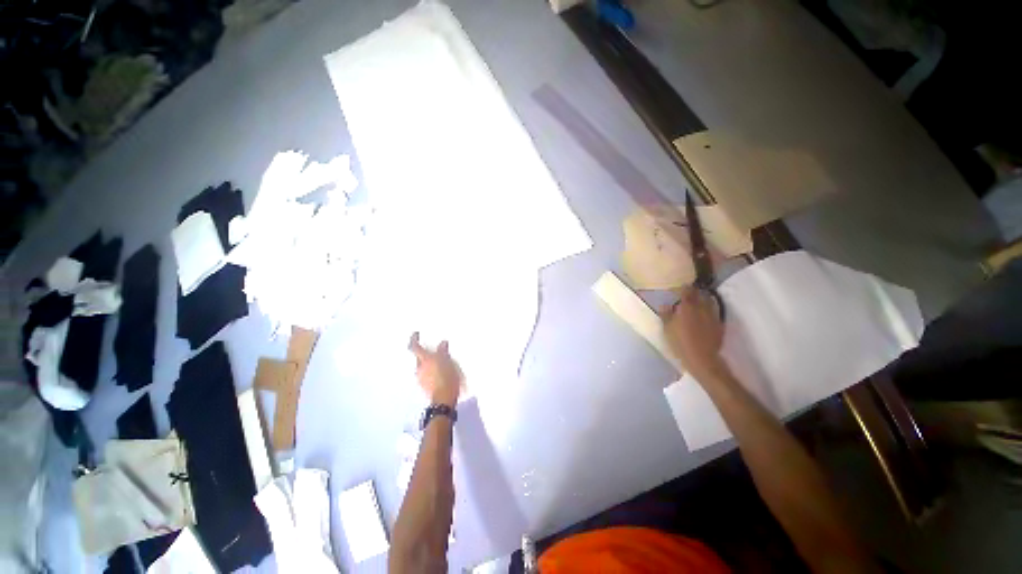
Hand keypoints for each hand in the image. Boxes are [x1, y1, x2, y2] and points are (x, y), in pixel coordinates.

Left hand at [408, 332, 462, 406]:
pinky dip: (431, 371)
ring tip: (440, 362)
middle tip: (433, 350)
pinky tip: (440, 373)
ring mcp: (421, 378)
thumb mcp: (448, 361)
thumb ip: (443, 351)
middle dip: (425, 353)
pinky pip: (426, 375)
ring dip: (429, 363)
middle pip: (419, 357)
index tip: (416, 334)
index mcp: (424, 360)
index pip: (414, 347)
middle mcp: (419, 368)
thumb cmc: (446, 377)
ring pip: (423, 367)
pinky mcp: (425, 386)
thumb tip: (442, 344)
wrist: (444, 398)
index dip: (414, 339)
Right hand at [660, 286, 727, 380]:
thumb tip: (665, 305)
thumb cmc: (680, 342)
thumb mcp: (667, 329)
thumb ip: (666, 314)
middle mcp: (702, 308)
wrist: (702, 359)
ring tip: (696, 304)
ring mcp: (713, 316)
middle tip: (687, 295)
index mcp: (688, 307)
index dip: (683, 288)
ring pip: (709, 303)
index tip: (679, 288)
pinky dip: (708, 312)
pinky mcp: (719, 325)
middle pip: (700, 295)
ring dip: (702, 301)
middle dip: (694, 293)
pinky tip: (704, 317)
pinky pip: (714, 313)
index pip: (687, 291)